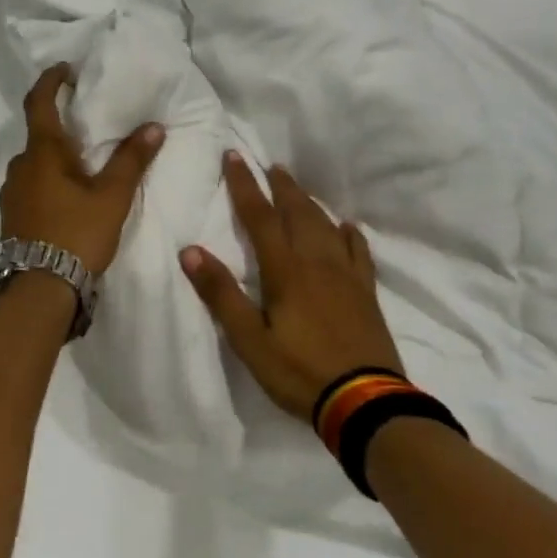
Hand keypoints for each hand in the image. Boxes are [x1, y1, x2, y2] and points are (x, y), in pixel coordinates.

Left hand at [0, 64, 164, 275]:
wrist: (39, 290)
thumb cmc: (76, 234)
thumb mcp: (111, 197)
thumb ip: (131, 160)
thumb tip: (153, 126)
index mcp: (42, 153)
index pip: (39, 103)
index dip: (51, 81)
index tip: (66, 70)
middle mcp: (20, 167)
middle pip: (39, 135)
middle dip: (62, 127)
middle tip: (89, 127)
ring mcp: (12, 193)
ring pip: (35, 164)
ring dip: (56, 158)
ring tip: (85, 167)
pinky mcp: (12, 217)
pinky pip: (32, 185)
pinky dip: (49, 180)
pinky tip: (70, 198)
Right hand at [181, 152, 402, 422]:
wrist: (365, 401)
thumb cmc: (299, 372)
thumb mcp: (250, 340)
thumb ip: (221, 294)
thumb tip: (190, 250)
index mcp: (286, 271)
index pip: (261, 217)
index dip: (245, 186)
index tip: (234, 157)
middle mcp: (317, 262)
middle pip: (298, 213)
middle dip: (281, 187)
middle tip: (271, 166)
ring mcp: (346, 276)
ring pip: (327, 226)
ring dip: (310, 203)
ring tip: (298, 189)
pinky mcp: (366, 292)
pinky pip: (358, 252)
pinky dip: (349, 234)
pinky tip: (347, 227)